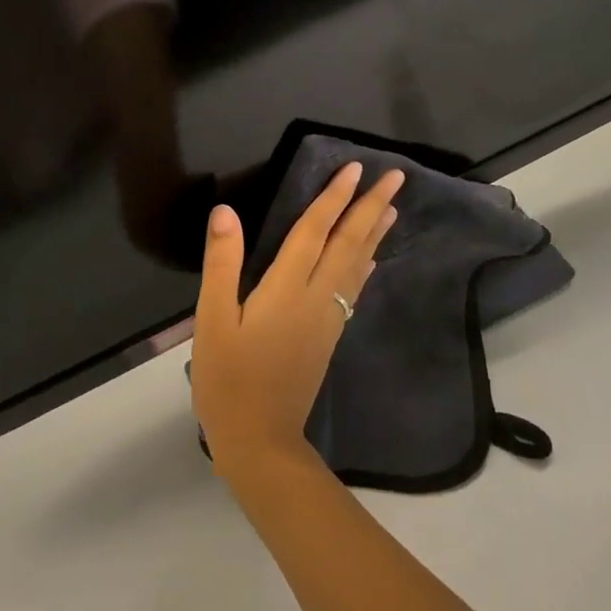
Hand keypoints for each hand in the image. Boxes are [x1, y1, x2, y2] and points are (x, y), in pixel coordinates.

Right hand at [191, 161, 403, 479]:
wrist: (260, 441)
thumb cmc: (229, 379)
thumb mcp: (214, 320)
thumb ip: (222, 264)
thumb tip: (225, 212)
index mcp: (287, 288)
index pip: (315, 230)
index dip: (334, 197)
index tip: (355, 169)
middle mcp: (316, 296)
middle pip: (348, 242)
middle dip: (371, 206)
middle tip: (396, 176)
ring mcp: (328, 318)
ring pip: (357, 264)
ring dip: (375, 232)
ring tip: (392, 207)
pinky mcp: (330, 336)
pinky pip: (354, 289)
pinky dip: (365, 266)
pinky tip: (371, 258)